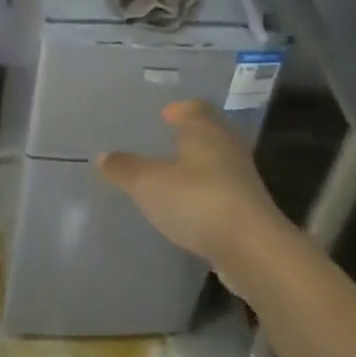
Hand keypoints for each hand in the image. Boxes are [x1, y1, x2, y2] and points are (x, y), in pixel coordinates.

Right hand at [97, 101, 285, 273]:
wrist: (251, 248)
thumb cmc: (197, 200)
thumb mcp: (148, 184)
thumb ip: (124, 168)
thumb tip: (104, 156)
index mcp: (205, 131)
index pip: (195, 108)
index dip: (179, 109)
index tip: (164, 116)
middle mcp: (227, 147)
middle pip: (208, 132)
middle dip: (187, 136)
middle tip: (163, 143)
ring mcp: (241, 179)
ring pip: (215, 162)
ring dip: (197, 166)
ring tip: (171, 177)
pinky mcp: (248, 208)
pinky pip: (221, 190)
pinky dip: (205, 192)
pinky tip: (188, 207)